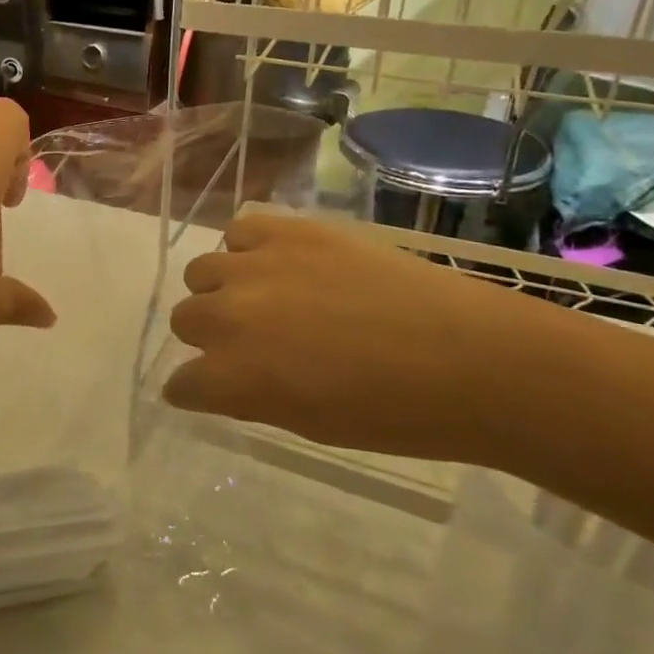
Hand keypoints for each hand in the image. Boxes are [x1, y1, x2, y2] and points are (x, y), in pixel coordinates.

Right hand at [163, 211, 546, 462]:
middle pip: (184, 319)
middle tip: (250, 342)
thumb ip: (252, 395)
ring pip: (202, 271)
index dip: (198, 389)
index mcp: (233, 378)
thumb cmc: (395, 413)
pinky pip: (239, 231)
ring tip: (263, 298)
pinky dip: (248, 250)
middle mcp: (228, 316)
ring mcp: (255, 266)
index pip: (182, 384)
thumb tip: (228, 377)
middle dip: (207, 336)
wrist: (471, 357)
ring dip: (221, 289)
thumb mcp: (308, 423)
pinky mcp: (288, 230)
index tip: (214, 390)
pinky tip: (279, 265)